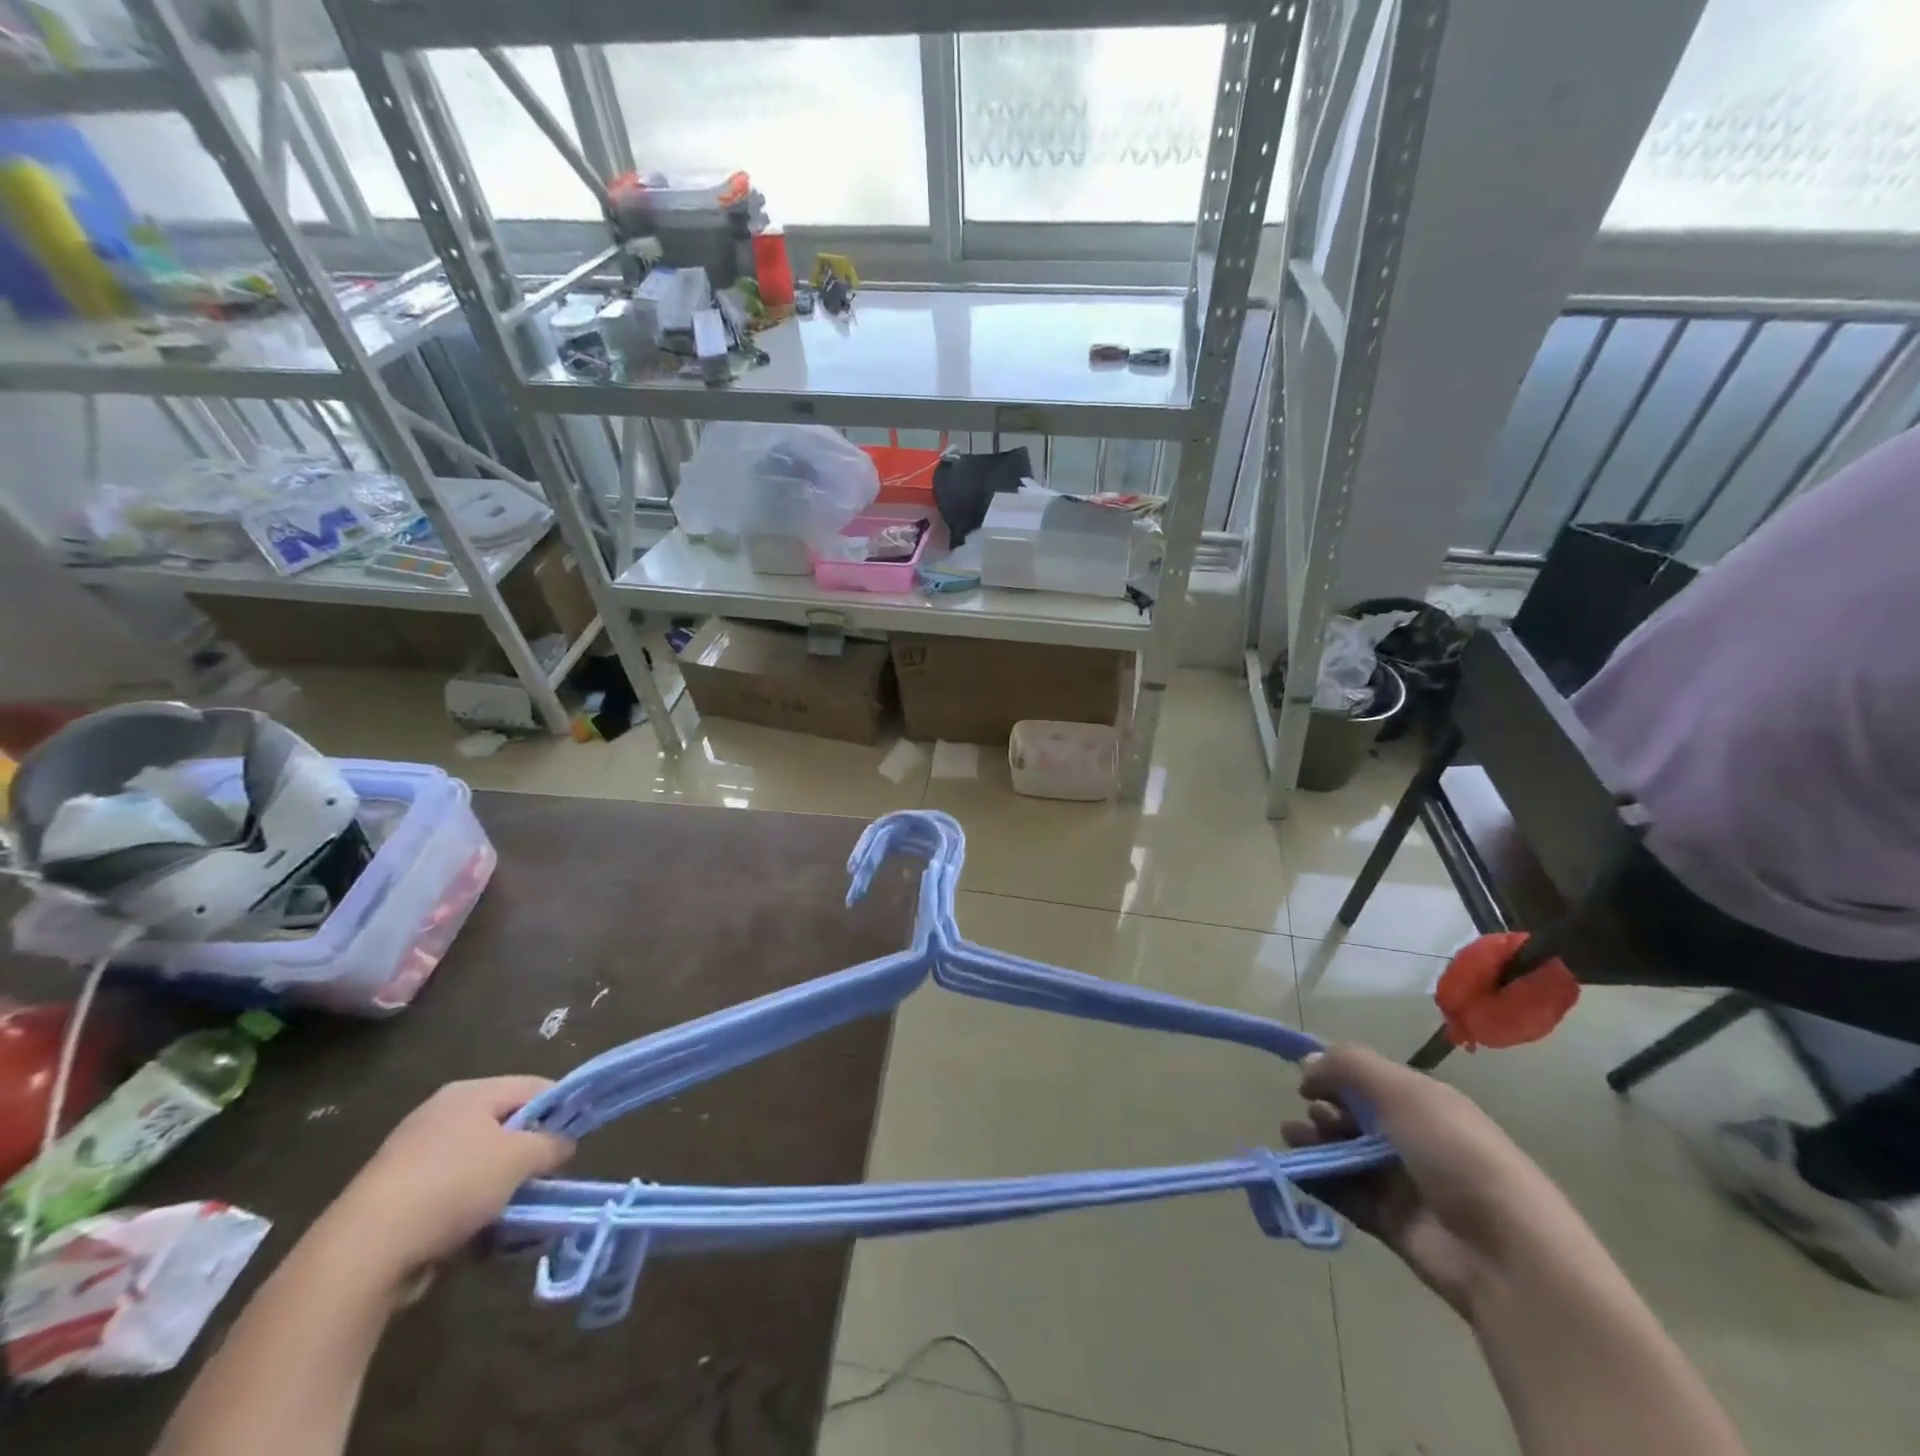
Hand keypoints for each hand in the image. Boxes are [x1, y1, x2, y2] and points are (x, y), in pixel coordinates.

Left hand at [325, 1077, 573, 1285]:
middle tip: (546, 1179)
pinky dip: (470, 1207)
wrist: (363, 1251)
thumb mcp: (520, 1159)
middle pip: (506, 1124)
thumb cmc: (454, 1186)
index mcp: (471, 1092)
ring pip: (479, 1161)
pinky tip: (478, 1234)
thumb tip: (565, 1144)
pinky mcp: (396, 1194)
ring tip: (515, 1213)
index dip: (562, 1109)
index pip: (535, 1086)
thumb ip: (551, 1144)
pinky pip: (450, 1191)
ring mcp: (414, 1153)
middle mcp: (441, 1113)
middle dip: (528, 1152)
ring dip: (501, 1185)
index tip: (574, 1142)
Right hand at [1284, 1044, 1566, 1318]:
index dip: (1335, 1075)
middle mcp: (1412, 1138)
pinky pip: (1345, 1193)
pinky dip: (1318, 1180)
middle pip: (1354, 1115)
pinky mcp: (1391, 1223)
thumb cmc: (1455, 1155)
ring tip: (1293, 1141)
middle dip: (1324, 1109)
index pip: (1369, 1079)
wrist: (1507, 1256)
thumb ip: (1348, 1066)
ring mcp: (1403, 1183)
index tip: (1307, 1081)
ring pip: (1345, 1153)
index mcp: (1423, 1102)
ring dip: (1314, 1142)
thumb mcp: (1402, 1092)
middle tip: (1315, 1117)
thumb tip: (1306, 1064)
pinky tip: (1295, 1170)